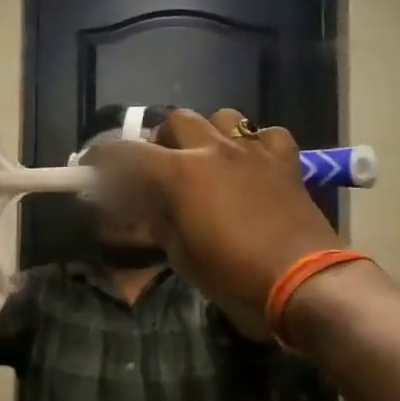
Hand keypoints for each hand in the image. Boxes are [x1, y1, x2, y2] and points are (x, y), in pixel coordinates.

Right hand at [96, 109, 341, 339]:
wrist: (306, 284)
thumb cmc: (235, 277)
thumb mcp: (182, 257)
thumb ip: (159, 223)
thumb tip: (144, 208)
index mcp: (181, 174)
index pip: (128, 153)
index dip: (105, 157)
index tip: (93, 164)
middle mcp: (214, 150)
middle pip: (176, 120)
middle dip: (162, 139)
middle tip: (160, 167)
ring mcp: (253, 152)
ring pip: (223, 116)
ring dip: (208, 132)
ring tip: (207, 157)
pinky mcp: (286, 162)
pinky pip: (268, 135)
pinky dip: (256, 144)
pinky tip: (253, 164)